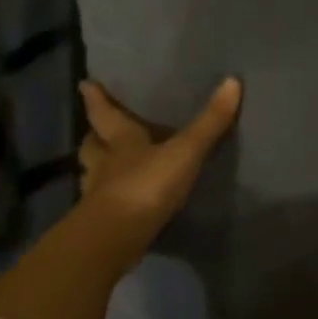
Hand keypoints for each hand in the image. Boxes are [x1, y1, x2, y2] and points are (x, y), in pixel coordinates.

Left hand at [77, 77, 241, 262]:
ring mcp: (99, 195)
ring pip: (92, 175)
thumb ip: (209, 123)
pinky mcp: (103, 223)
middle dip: (94, 136)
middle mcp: (104, 164)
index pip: (104, 113)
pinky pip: (103, 204)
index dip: (96, 98)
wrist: (117, 237)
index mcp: (120, 141)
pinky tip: (122, 203)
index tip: (85, 84)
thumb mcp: (185, 151)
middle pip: (92, 145)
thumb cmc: (147, 185)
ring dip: (98, 169)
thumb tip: (232, 81)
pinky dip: (109, 199)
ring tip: (109, 168)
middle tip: (96, 130)